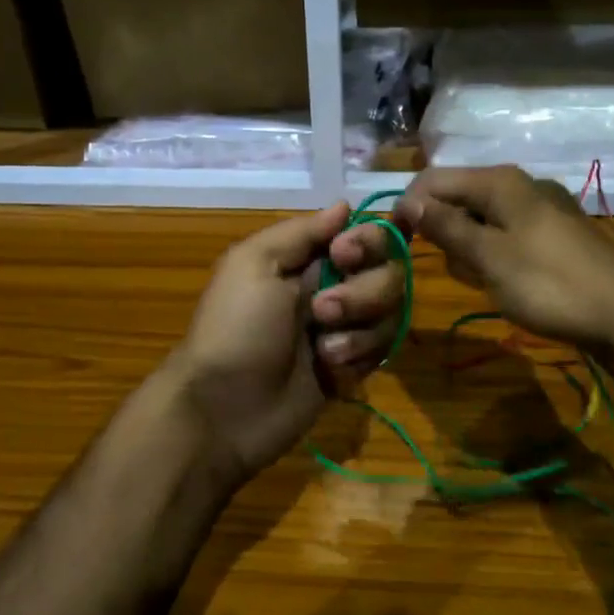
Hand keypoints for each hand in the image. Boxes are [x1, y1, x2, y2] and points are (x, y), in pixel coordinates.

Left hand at [172, 203, 407, 486]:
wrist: (223, 409)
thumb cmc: (234, 328)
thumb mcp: (254, 264)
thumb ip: (301, 232)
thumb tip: (345, 205)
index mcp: (307, 258)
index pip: (364, 235)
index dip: (367, 242)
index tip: (343, 256)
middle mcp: (333, 286)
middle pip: (388, 272)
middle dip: (363, 292)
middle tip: (321, 312)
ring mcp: (345, 329)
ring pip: (389, 312)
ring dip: (359, 329)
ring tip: (324, 350)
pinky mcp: (353, 367)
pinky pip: (382, 350)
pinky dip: (359, 357)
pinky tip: (330, 372)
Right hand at [395, 166, 613, 350]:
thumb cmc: (549, 285)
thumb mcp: (489, 257)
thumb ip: (446, 226)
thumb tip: (409, 200)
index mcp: (500, 182)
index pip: (434, 179)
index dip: (409, 206)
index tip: (396, 243)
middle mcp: (520, 184)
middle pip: (459, 196)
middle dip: (444, 230)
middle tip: (452, 268)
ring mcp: (542, 207)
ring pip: (483, 218)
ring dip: (469, 246)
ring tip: (482, 279)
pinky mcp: (556, 232)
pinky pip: (507, 233)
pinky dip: (494, 252)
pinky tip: (505, 281)